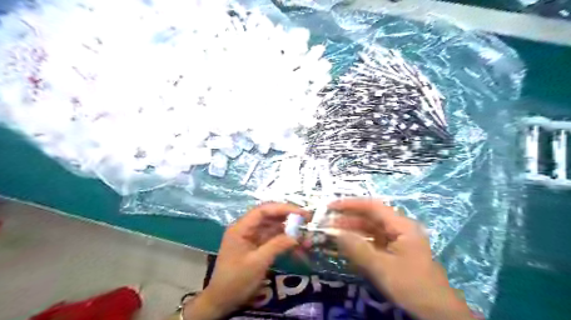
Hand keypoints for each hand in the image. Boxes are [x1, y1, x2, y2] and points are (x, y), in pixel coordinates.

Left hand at [183, 202, 306, 319]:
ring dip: (289, 230)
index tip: (301, 212)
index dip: (283, 208)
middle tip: (307, 221)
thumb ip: (277, 245)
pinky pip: (272, 239)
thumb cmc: (236, 280)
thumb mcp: (257, 263)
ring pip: (273, 227)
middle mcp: (246, 228)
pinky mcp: (256, 246)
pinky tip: (297, 246)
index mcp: (241, 228)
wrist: (222, 301)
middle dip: (288, 218)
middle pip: (269, 216)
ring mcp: (251, 237)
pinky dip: (285, 241)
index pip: (263, 210)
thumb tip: (296, 236)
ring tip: (305, 236)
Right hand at [328, 198, 475, 318]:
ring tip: (332, 235)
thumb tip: (334, 232)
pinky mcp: (394, 253)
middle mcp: (399, 229)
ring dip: (352, 232)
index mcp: (401, 226)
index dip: (350, 204)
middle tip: (327, 223)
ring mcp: (397, 242)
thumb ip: (357, 248)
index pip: (372, 206)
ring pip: (370, 231)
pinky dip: (359, 244)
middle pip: (370, 218)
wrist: (437, 313)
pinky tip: (346, 248)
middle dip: (348, 219)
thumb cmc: (411, 285)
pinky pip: (373, 244)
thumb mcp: (381, 267)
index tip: (331, 206)